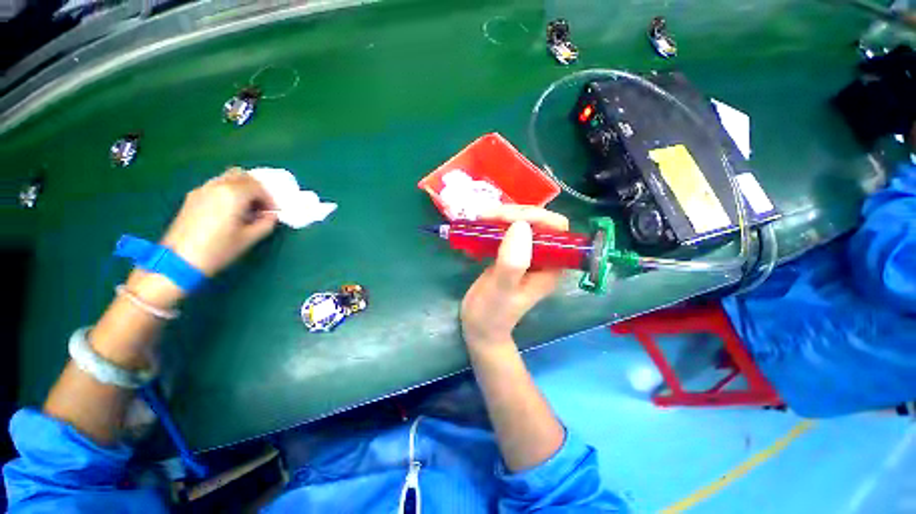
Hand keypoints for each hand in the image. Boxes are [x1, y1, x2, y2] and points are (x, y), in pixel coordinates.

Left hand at [160, 168, 277, 276]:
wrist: (179, 260)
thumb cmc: (218, 249)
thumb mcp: (249, 238)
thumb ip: (266, 223)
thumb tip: (271, 216)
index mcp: (233, 194)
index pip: (259, 187)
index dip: (270, 199)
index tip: (273, 213)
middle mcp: (217, 186)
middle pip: (242, 176)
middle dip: (257, 189)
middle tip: (262, 206)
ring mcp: (202, 190)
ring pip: (228, 178)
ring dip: (242, 189)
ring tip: (246, 208)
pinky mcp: (192, 197)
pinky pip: (216, 186)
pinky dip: (228, 191)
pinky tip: (229, 210)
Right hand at [460, 205, 568, 347]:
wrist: (479, 327)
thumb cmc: (491, 314)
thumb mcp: (501, 290)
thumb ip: (513, 262)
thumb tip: (521, 225)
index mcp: (551, 266)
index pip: (555, 229)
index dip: (535, 217)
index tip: (505, 218)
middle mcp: (542, 257)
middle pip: (537, 222)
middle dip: (513, 214)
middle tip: (485, 217)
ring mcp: (525, 255)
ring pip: (520, 224)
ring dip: (501, 218)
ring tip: (479, 220)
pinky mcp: (510, 254)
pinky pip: (506, 232)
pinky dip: (492, 227)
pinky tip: (478, 230)